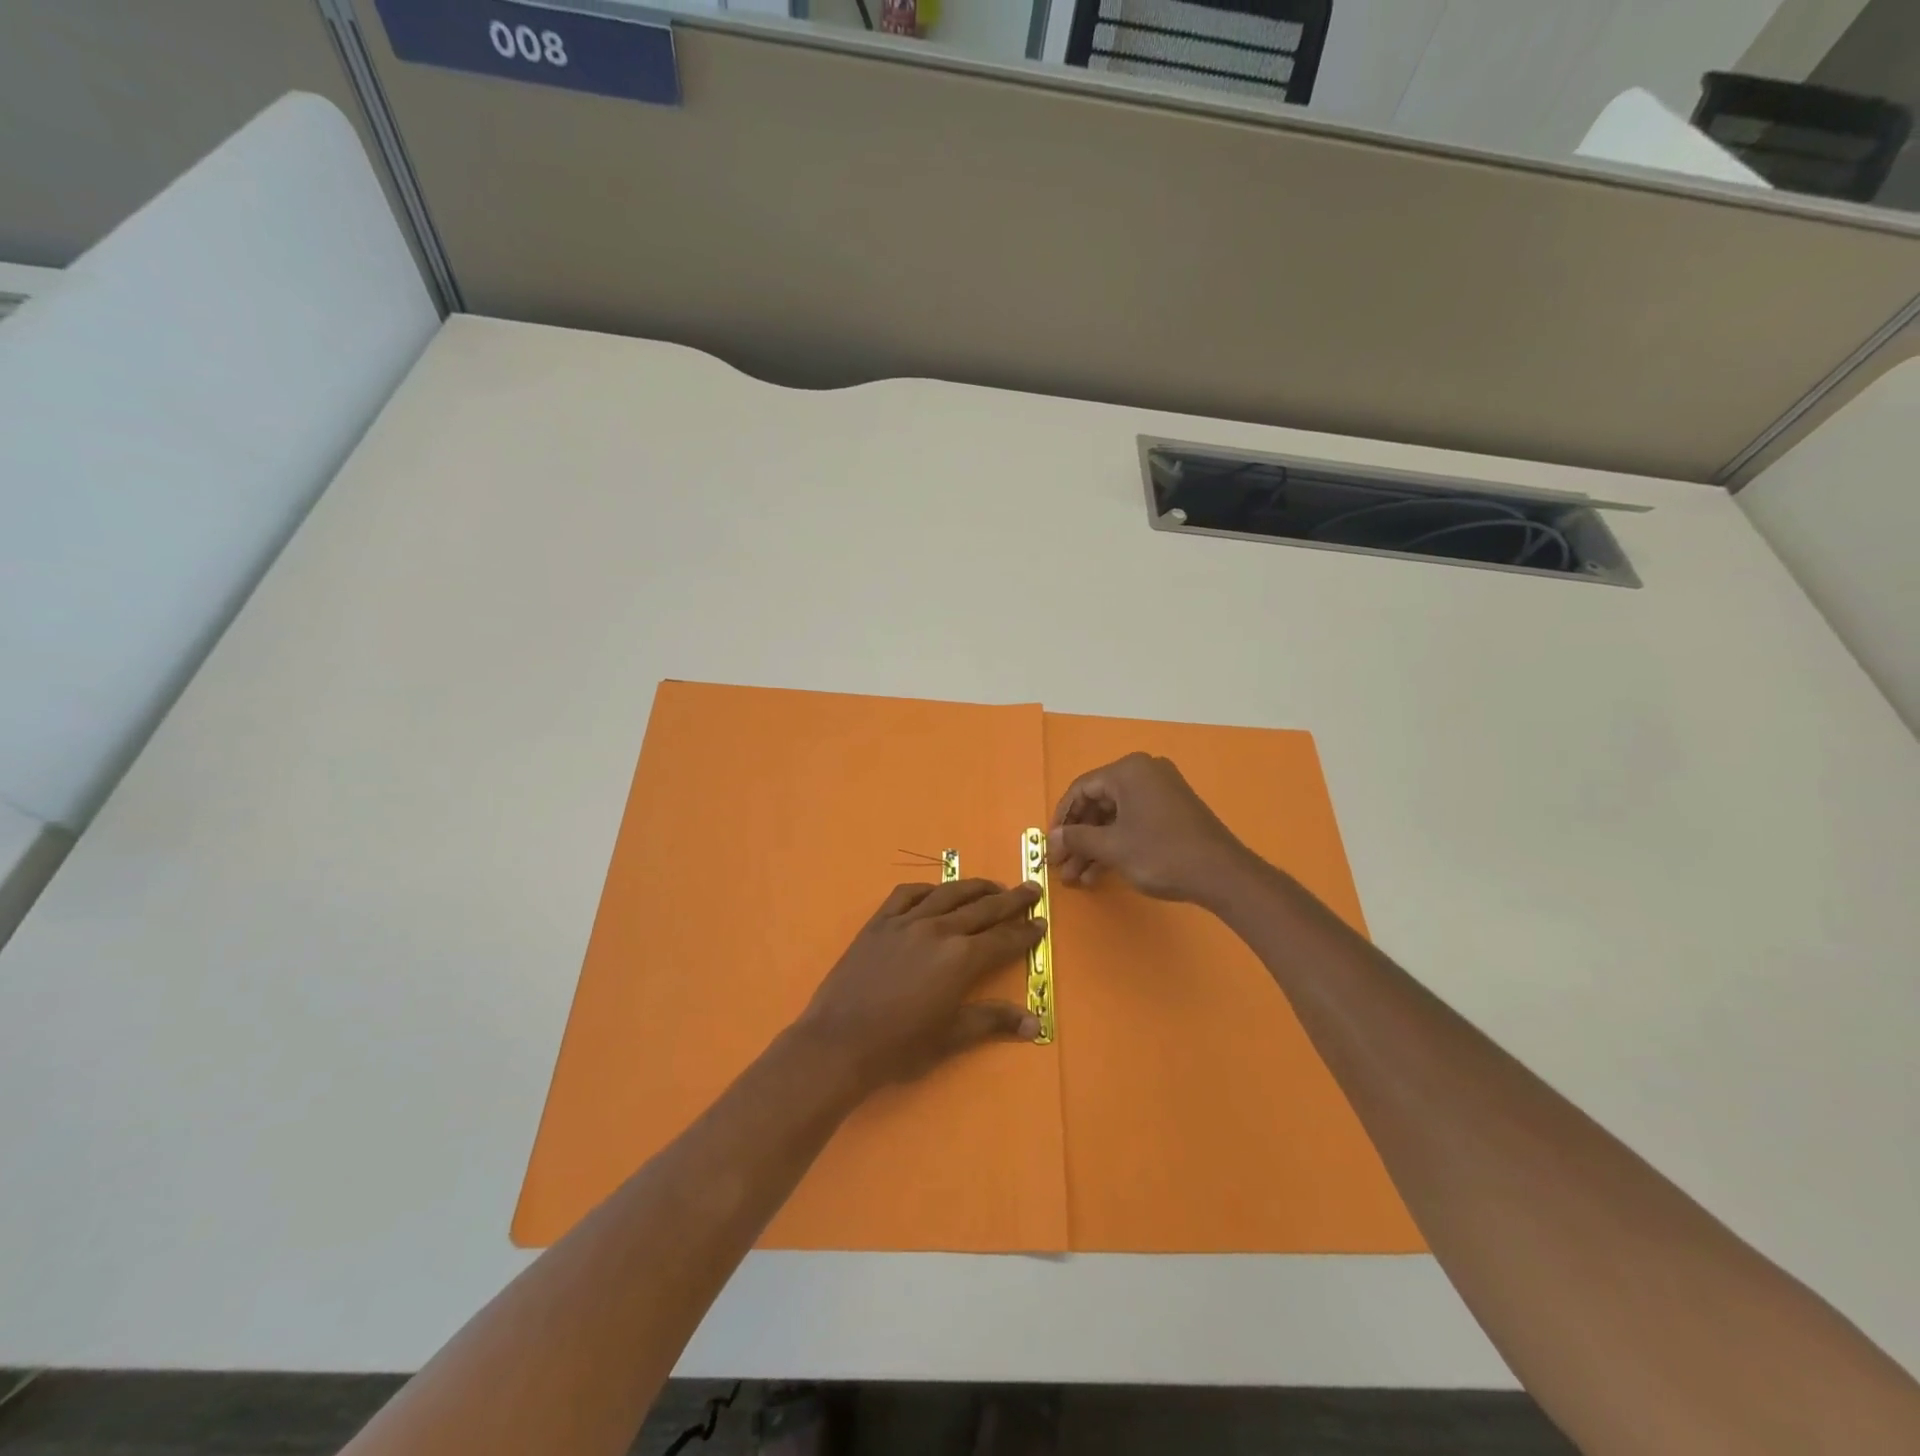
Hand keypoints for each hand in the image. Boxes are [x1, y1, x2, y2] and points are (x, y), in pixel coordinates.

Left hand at [796, 879, 1044, 1090]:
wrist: (840, 1041)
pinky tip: (935, 891)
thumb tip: (1035, 1023)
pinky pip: (906, 894)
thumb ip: (993, 1021)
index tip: (1041, 923)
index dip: (1025, 932)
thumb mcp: (951, 1036)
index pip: (1003, 939)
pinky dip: (927, 889)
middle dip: (1011, 900)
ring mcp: (906, 921)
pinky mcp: (879, 922)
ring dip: (975, 887)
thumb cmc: (900, 1046)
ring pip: (948, 894)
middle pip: (983, 908)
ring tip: (993, 886)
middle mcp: (938, 930)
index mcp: (961, 959)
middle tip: (1031, 889)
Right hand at [1048, 753, 1253, 903]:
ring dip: (1094, 847)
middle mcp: (1144, 772)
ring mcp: (1161, 791)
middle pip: (1098, 803)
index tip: (1051, 846)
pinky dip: (1116, 845)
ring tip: (1077, 878)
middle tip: (1062, 866)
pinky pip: (1133, 822)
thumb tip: (1052, 839)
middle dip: (1078, 838)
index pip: (1081, 789)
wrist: (1222, 874)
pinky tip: (1100, 873)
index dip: (1062, 819)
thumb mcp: (1113, 848)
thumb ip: (1078, 839)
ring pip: (1115, 817)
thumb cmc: (1161, 853)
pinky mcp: (1172, 812)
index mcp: (1128, 770)